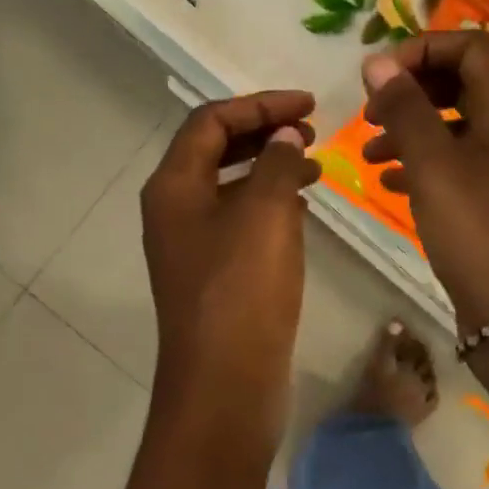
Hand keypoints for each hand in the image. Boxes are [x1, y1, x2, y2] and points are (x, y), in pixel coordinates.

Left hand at [141, 91, 320, 456]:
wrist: (225, 383)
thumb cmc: (242, 290)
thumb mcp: (265, 214)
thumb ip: (277, 162)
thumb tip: (286, 134)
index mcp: (174, 187)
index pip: (211, 122)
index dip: (260, 105)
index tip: (309, 106)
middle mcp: (175, 210)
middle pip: (215, 150)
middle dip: (263, 132)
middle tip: (312, 129)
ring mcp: (192, 245)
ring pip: (230, 187)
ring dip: (269, 167)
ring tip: (315, 164)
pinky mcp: (214, 274)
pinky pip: (240, 221)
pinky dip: (270, 204)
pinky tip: (302, 208)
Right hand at [360, 33, 488, 330]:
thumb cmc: (480, 230)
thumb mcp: (435, 165)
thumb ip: (405, 109)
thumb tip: (378, 62)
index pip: (472, 46)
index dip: (424, 48)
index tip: (379, 75)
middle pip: (462, 84)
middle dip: (413, 90)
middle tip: (372, 112)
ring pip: (455, 128)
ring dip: (411, 130)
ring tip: (370, 152)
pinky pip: (456, 167)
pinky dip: (422, 166)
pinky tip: (389, 183)